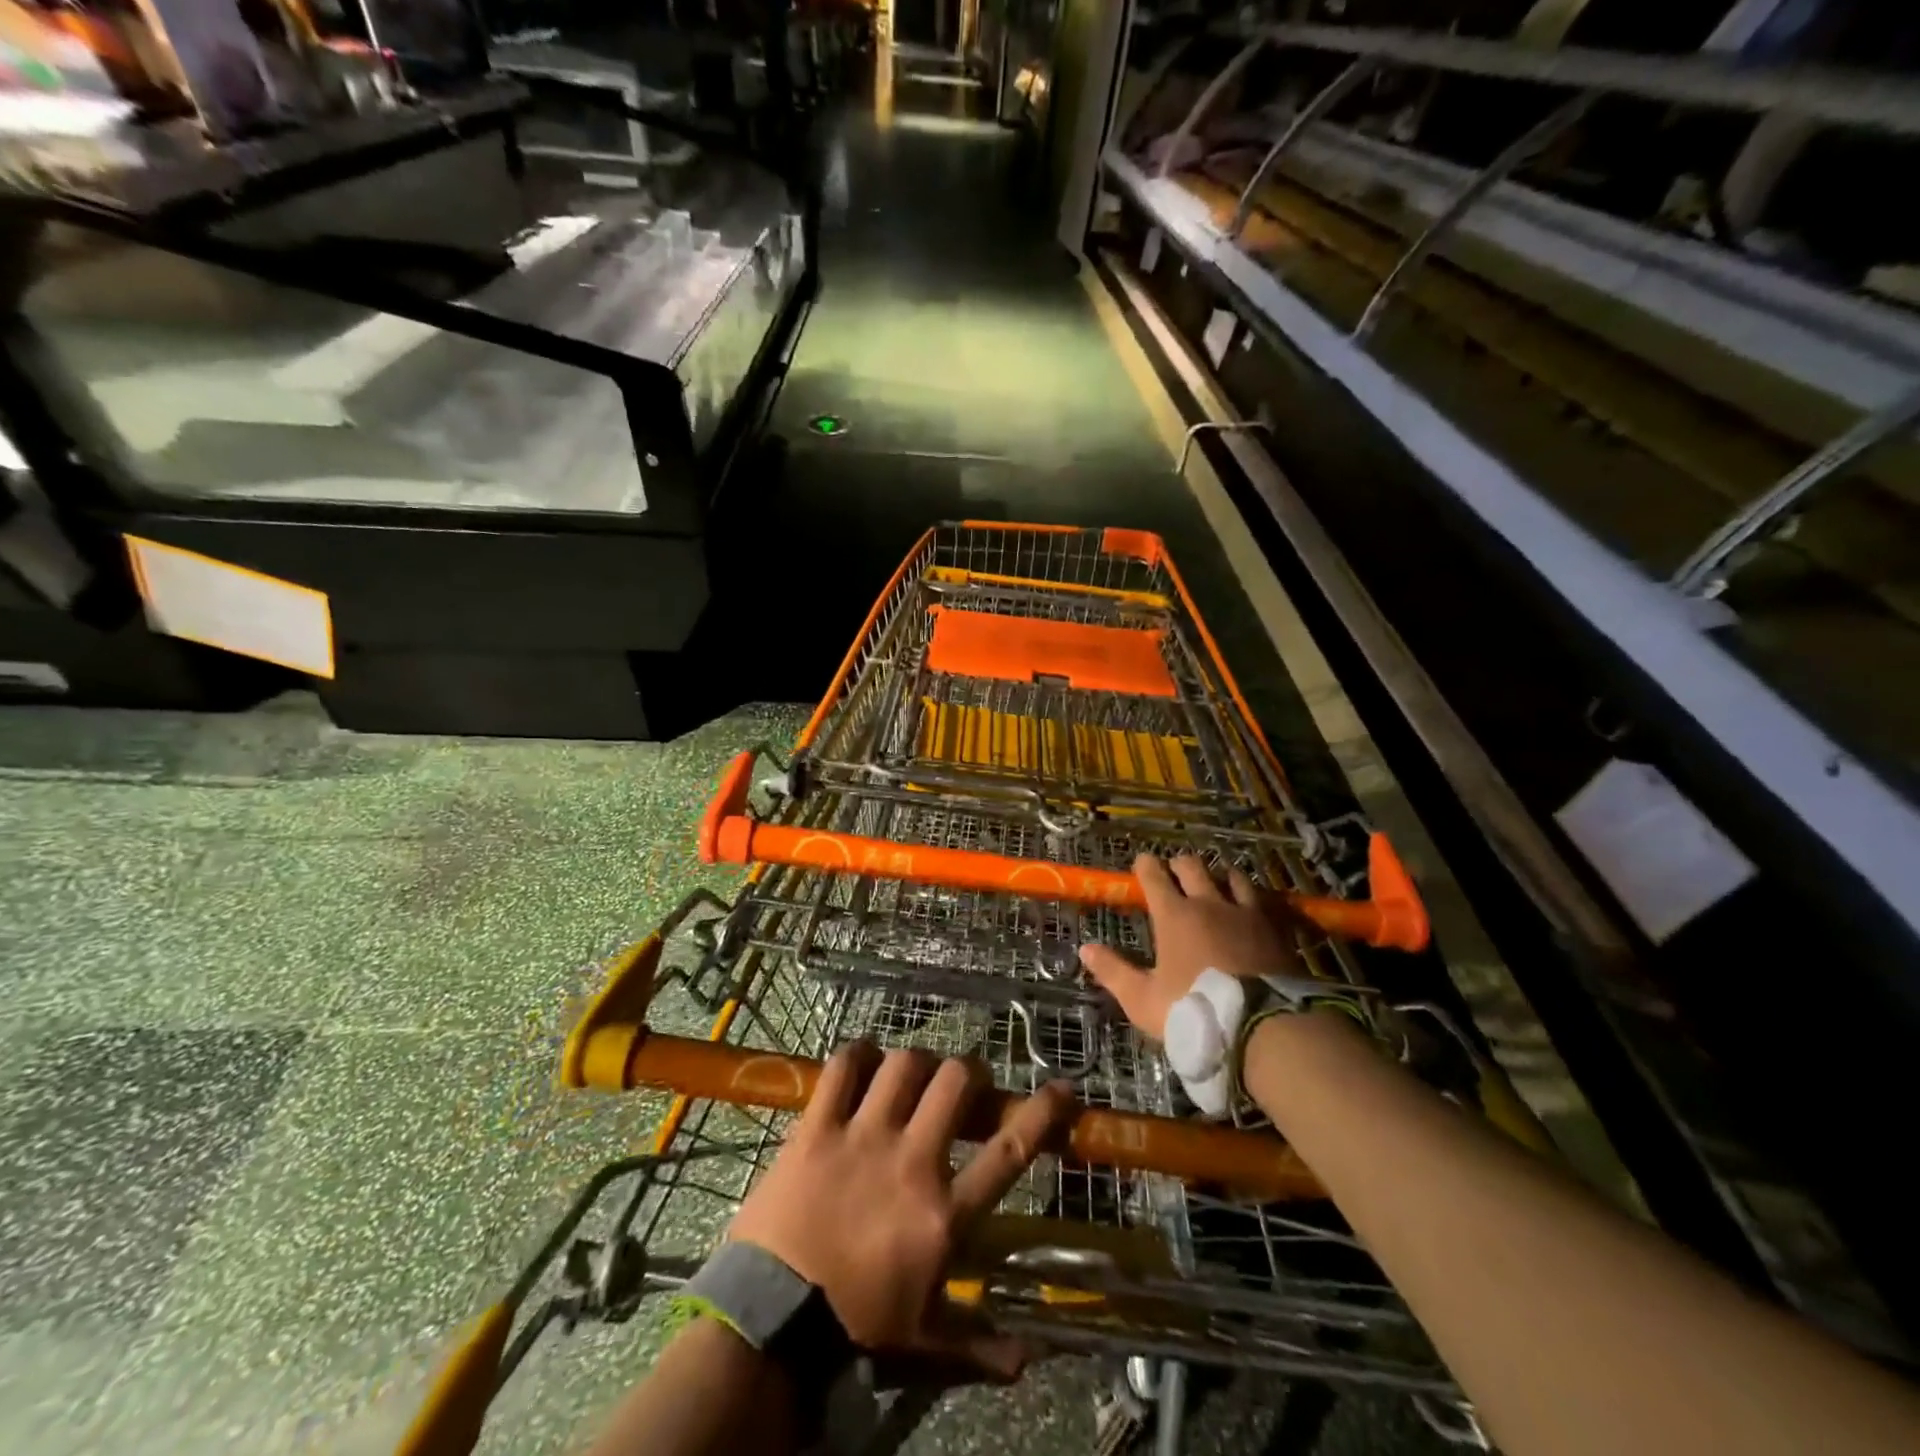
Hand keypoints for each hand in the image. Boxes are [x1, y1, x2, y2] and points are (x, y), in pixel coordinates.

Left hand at [727, 1044, 1074, 1374]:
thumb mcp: (924, 1342)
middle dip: (969, 1073)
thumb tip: (1029, 1359)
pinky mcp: (818, 1127)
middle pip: (956, 1083)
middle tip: (962, 1085)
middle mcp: (912, 1161)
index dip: (1042, 1113)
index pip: (1009, 1151)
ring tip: (913, 1075)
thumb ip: (980, 1344)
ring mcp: (863, 1137)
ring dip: (917, 1062)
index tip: (1062, 1088)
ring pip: (905, 1064)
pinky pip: (842, 1067)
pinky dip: (856, 1055)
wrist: (770, 1323)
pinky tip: (862, 1061)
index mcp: (943, 1213)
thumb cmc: (855, 1328)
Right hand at [1078, 853, 1299, 1037]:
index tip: (1141, 863)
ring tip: (1215, 882)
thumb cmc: (1194, 1010)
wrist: (1264, 1026)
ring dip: (1218, 875)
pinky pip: (1260, 899)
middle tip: (1174, 872)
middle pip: (1192, 866)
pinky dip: (1249, 896)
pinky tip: (1250, 905)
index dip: (1145, 865)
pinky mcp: (1274, 927)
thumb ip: (1114, 971)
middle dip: (1179, 864)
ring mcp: (1245, 912)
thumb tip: (1085, 948)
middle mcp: (1209, 903)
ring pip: (1230, 875)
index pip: (1155, 875)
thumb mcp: (1143, 999)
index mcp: (1174, 915)